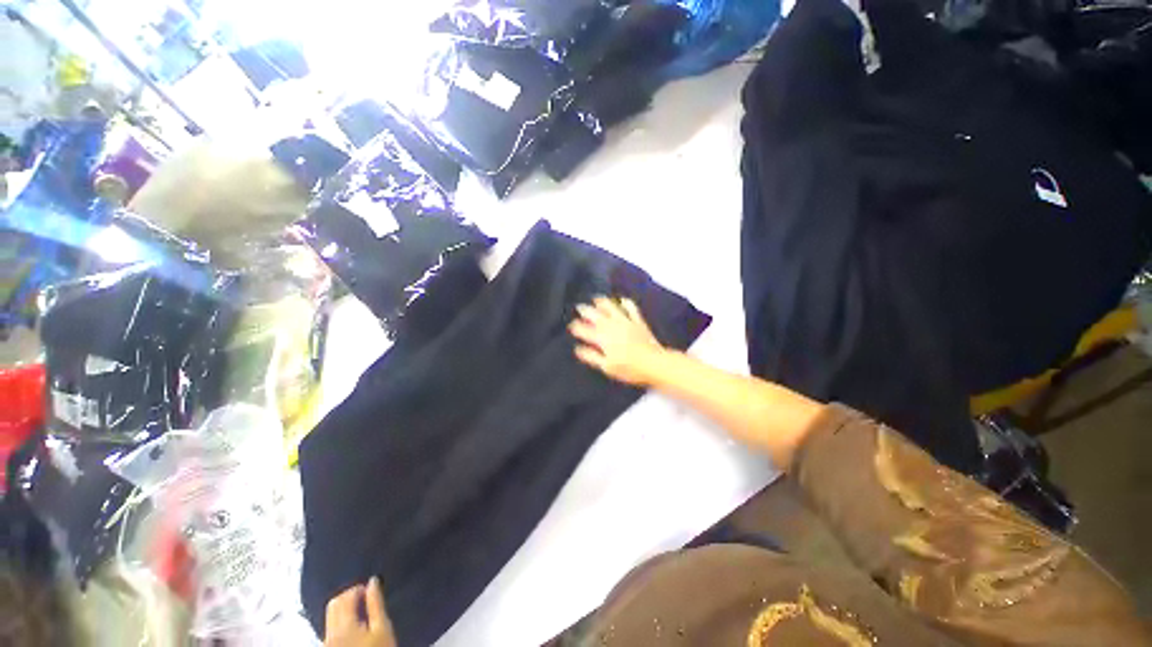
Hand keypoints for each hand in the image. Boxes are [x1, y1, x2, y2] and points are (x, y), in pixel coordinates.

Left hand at [324, 577, 395, 646]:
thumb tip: (373, 581)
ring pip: (330, 616)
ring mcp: (327, 642)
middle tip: (365, 597)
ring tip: (361, 611)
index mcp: (344, 624)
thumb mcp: (383, 627)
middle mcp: (330, 631)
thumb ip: (376, 603)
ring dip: (344, 608)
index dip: (358, 588)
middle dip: (348, 596)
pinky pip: (330, 627)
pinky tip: (353, 625)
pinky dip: (340, 620)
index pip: (345, 596)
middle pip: (334, 604)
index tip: (371, 588)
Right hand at [569, 296, 667, 386]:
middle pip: (595, 315)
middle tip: (579, 307)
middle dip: (585, 310)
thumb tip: (578, 349)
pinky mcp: (638, 321)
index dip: (576, 327)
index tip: (571, 326)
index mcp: (602, 338)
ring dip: (602, 302)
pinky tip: (621, 300)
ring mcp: (626, 321)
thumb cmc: (629, 368)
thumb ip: (591, 356)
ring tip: (596, 299)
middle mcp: (612, 326)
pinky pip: (630, 308)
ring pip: (611, 307)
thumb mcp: (607, 367)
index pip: (585, 330)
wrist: (654, 363)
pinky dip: (625, 302)